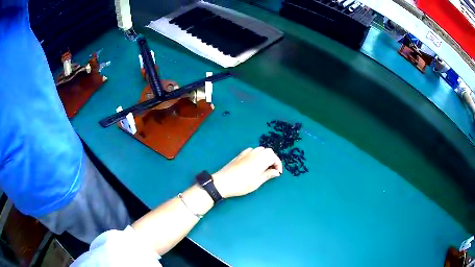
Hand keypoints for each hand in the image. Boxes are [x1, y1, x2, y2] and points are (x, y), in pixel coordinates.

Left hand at [212, 147, 282, 197]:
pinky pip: (252, 150)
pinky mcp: (240, 155)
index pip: (274, 157)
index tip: (277, 173)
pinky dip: (257, 155)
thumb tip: (276, 172)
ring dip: (265, 156)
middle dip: (272, 159)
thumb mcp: (256, 182)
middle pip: (268, 151)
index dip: (278, 164)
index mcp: (260, 160)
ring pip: (260, 150)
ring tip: (264, 167)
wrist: (222, 182)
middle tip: (272, 170)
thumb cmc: (241, 185)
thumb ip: (267, 175)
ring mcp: (246, 153)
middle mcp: (255, 153)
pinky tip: (254, 163)